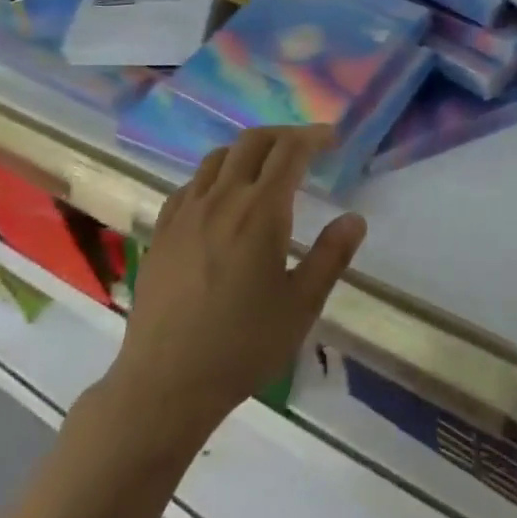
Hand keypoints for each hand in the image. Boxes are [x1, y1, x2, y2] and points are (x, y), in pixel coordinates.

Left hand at [109, 126, 366, 443]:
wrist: (167, 382)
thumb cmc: (244, 345)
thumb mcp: (302, 305)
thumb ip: (331, 255)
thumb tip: (355, 218)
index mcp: (260, 211)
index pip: (289, 152)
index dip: (313, 137)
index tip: (331, 138)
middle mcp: (221, 199)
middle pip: (252, 142)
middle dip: (282, 135)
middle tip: (304, 147)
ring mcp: (185, 213)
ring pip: (216, 158)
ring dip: (246, 151)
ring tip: (264, 168)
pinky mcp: (161, 231)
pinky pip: (190, 185)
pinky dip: (214, 176)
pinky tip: (220, 199)